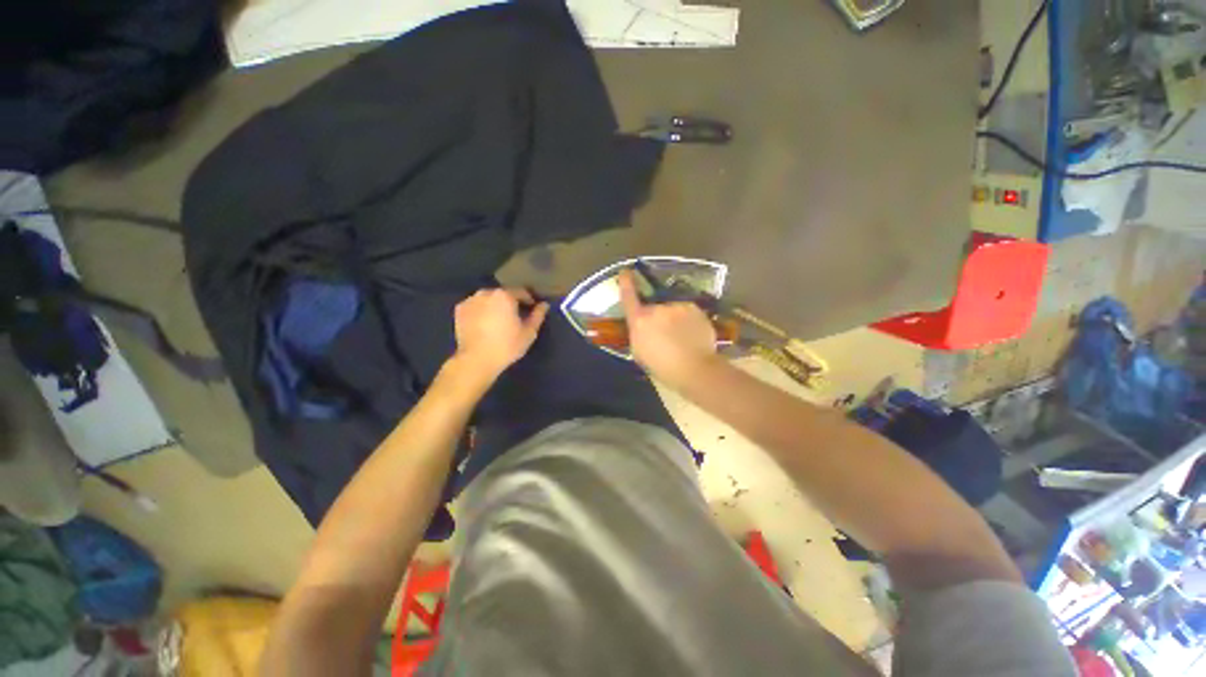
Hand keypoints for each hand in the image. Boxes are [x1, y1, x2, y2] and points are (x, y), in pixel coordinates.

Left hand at [453, 288, 548, 380]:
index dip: (529, 300)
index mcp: (505, 295)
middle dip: (510, 303)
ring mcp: (470, 300)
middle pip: (503, 294)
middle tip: (515, 317)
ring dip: (495, 306)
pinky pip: (475, 306)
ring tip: (499, 321)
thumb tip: (544, 305)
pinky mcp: (459, 310)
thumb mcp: (529, 332)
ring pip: (488, 299)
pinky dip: (481, 311)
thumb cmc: (507, 345)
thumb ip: (538, 315)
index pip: (521, 292)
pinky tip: (484, 324)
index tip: (532, 309)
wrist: (477, 360)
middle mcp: (486, 292)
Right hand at [617, 269, 720, 387]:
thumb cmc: (662, 366)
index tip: (625, 272)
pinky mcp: (695, 309)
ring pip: (672, 310)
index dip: (626, 283)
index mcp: (640, 320)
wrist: (694, 368)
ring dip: (674, 320)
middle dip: (657, 318)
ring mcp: (678, 307)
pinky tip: (692, 336)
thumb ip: (638, 334)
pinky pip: (687, 313)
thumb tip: (641, 326)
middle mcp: (658, 309)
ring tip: (681, 339)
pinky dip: (688, 321)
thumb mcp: (640, 352)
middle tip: (665, 336)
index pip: (629, 297)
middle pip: (654, 308)